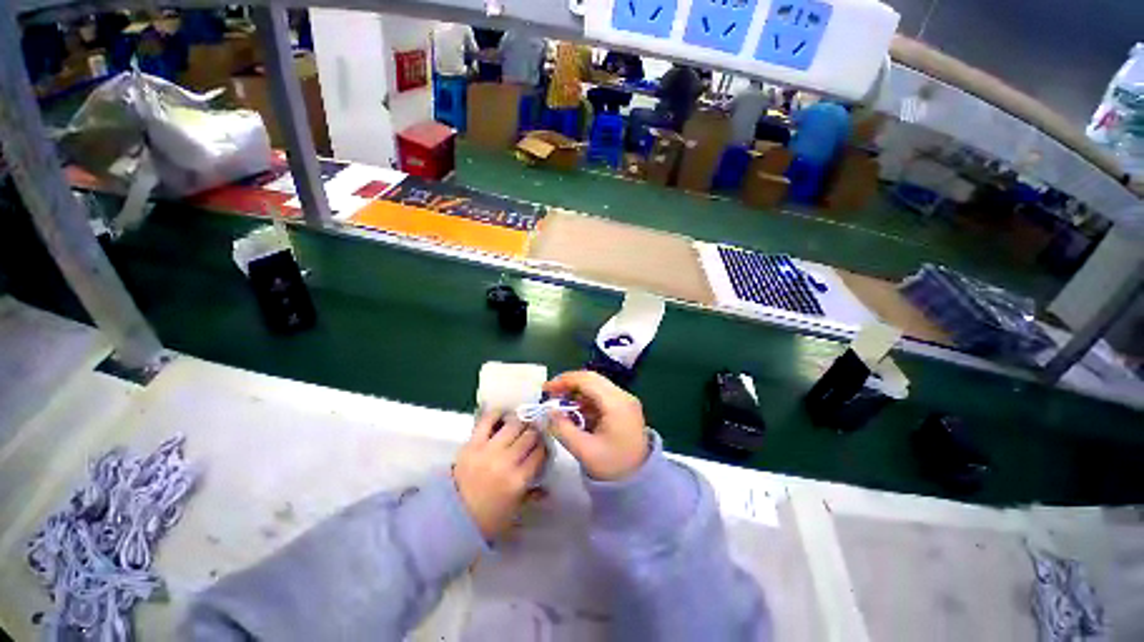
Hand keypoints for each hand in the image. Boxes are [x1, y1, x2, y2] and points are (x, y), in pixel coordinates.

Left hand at [453, 414, 547, 539]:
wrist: (449, 518)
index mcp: (518, 480)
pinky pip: (487, 421)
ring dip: (521, 422)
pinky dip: (497, 414)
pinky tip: (503, 414)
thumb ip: (531, 496)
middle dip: (535, 433)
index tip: (542, 445)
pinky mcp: (473, 443)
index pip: (539, 453)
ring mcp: (489, 450)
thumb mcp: (513, 511)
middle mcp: (507, 461)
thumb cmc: (485, 519)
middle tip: (534, 433)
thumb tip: (547, 489)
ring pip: (514, 425)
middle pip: (529, 436)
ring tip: (521, 423)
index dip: (543, 447)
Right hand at [543, 371, 649, 481]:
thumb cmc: (613, 467)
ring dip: (577, 391)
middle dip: (569, 384)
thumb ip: (563, 429)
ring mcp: (625, 400)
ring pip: (596, 385)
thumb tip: (547, 411)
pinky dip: (585, 399)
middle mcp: (623, 396)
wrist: (640, 480)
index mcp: (616, 404)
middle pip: (592, 379)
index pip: (587, 380)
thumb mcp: (584, 451)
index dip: (564, 381)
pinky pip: (601, 394)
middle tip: (551, 395)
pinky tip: (575, 411)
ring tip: (560, 404)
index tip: (546, 389)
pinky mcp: (624, 406)